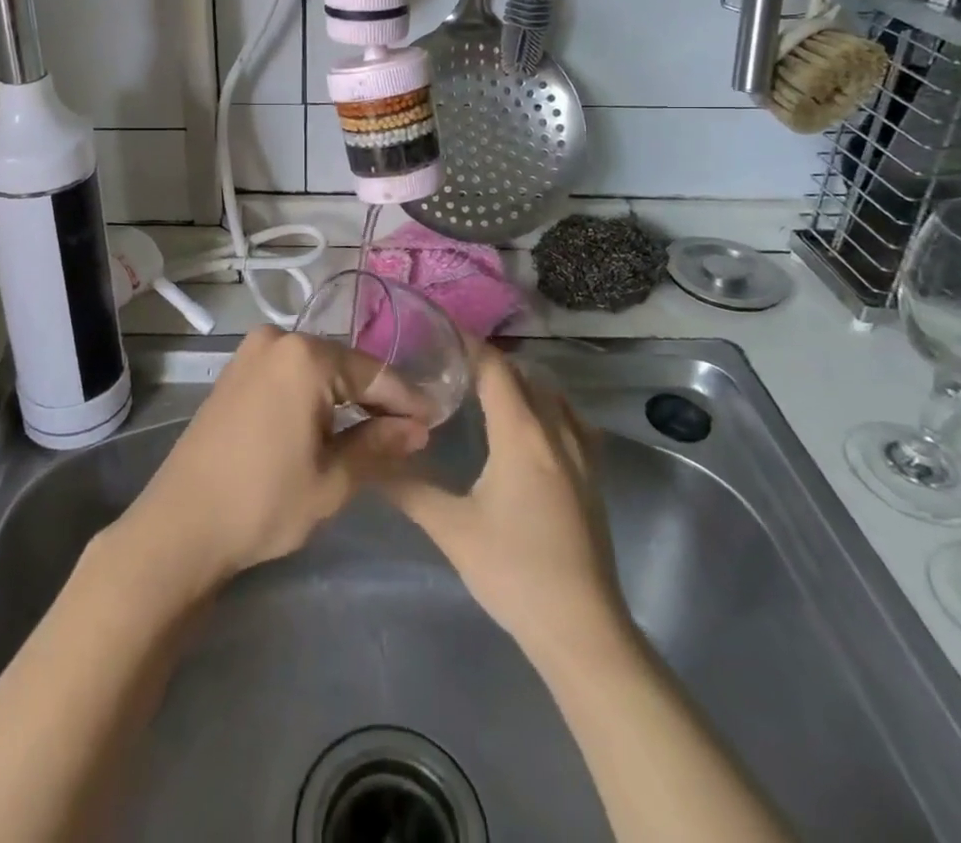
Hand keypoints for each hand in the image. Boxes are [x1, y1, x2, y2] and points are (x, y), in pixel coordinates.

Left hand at [113, 327, 428, 596]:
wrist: (179, 526)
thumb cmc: (262, 502)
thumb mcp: (332, 480)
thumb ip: (379, 446)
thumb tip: (418, 429)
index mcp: (304, 356)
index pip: (373, 373)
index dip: (407, 400)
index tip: (435, 420)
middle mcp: (277, 340)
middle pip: (344, 365)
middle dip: (376, 397)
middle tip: (409, 429)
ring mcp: (251, 353)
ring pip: (316, 369)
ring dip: (345, 396)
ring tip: (376, 429)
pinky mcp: (235, 372)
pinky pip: (289, 375)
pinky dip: (314, 395)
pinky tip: (330, 422)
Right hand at [382, 345, 626, 651]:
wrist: (582, 629)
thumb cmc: (515, 572)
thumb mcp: (452, 529)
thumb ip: (408, 489)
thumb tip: (367, 461)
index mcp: (522, 434)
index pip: (496, 369)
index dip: (469, 345)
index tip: (439, 333)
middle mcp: (556, 431)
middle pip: (524, 376)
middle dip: (489, 362)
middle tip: (449, 364)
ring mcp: (581, 453)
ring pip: (550, 395)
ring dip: (520, 382)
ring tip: (483, 388)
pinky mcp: (592, 475)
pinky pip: (570, 419)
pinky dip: (545, 405)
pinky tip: (528, 426)